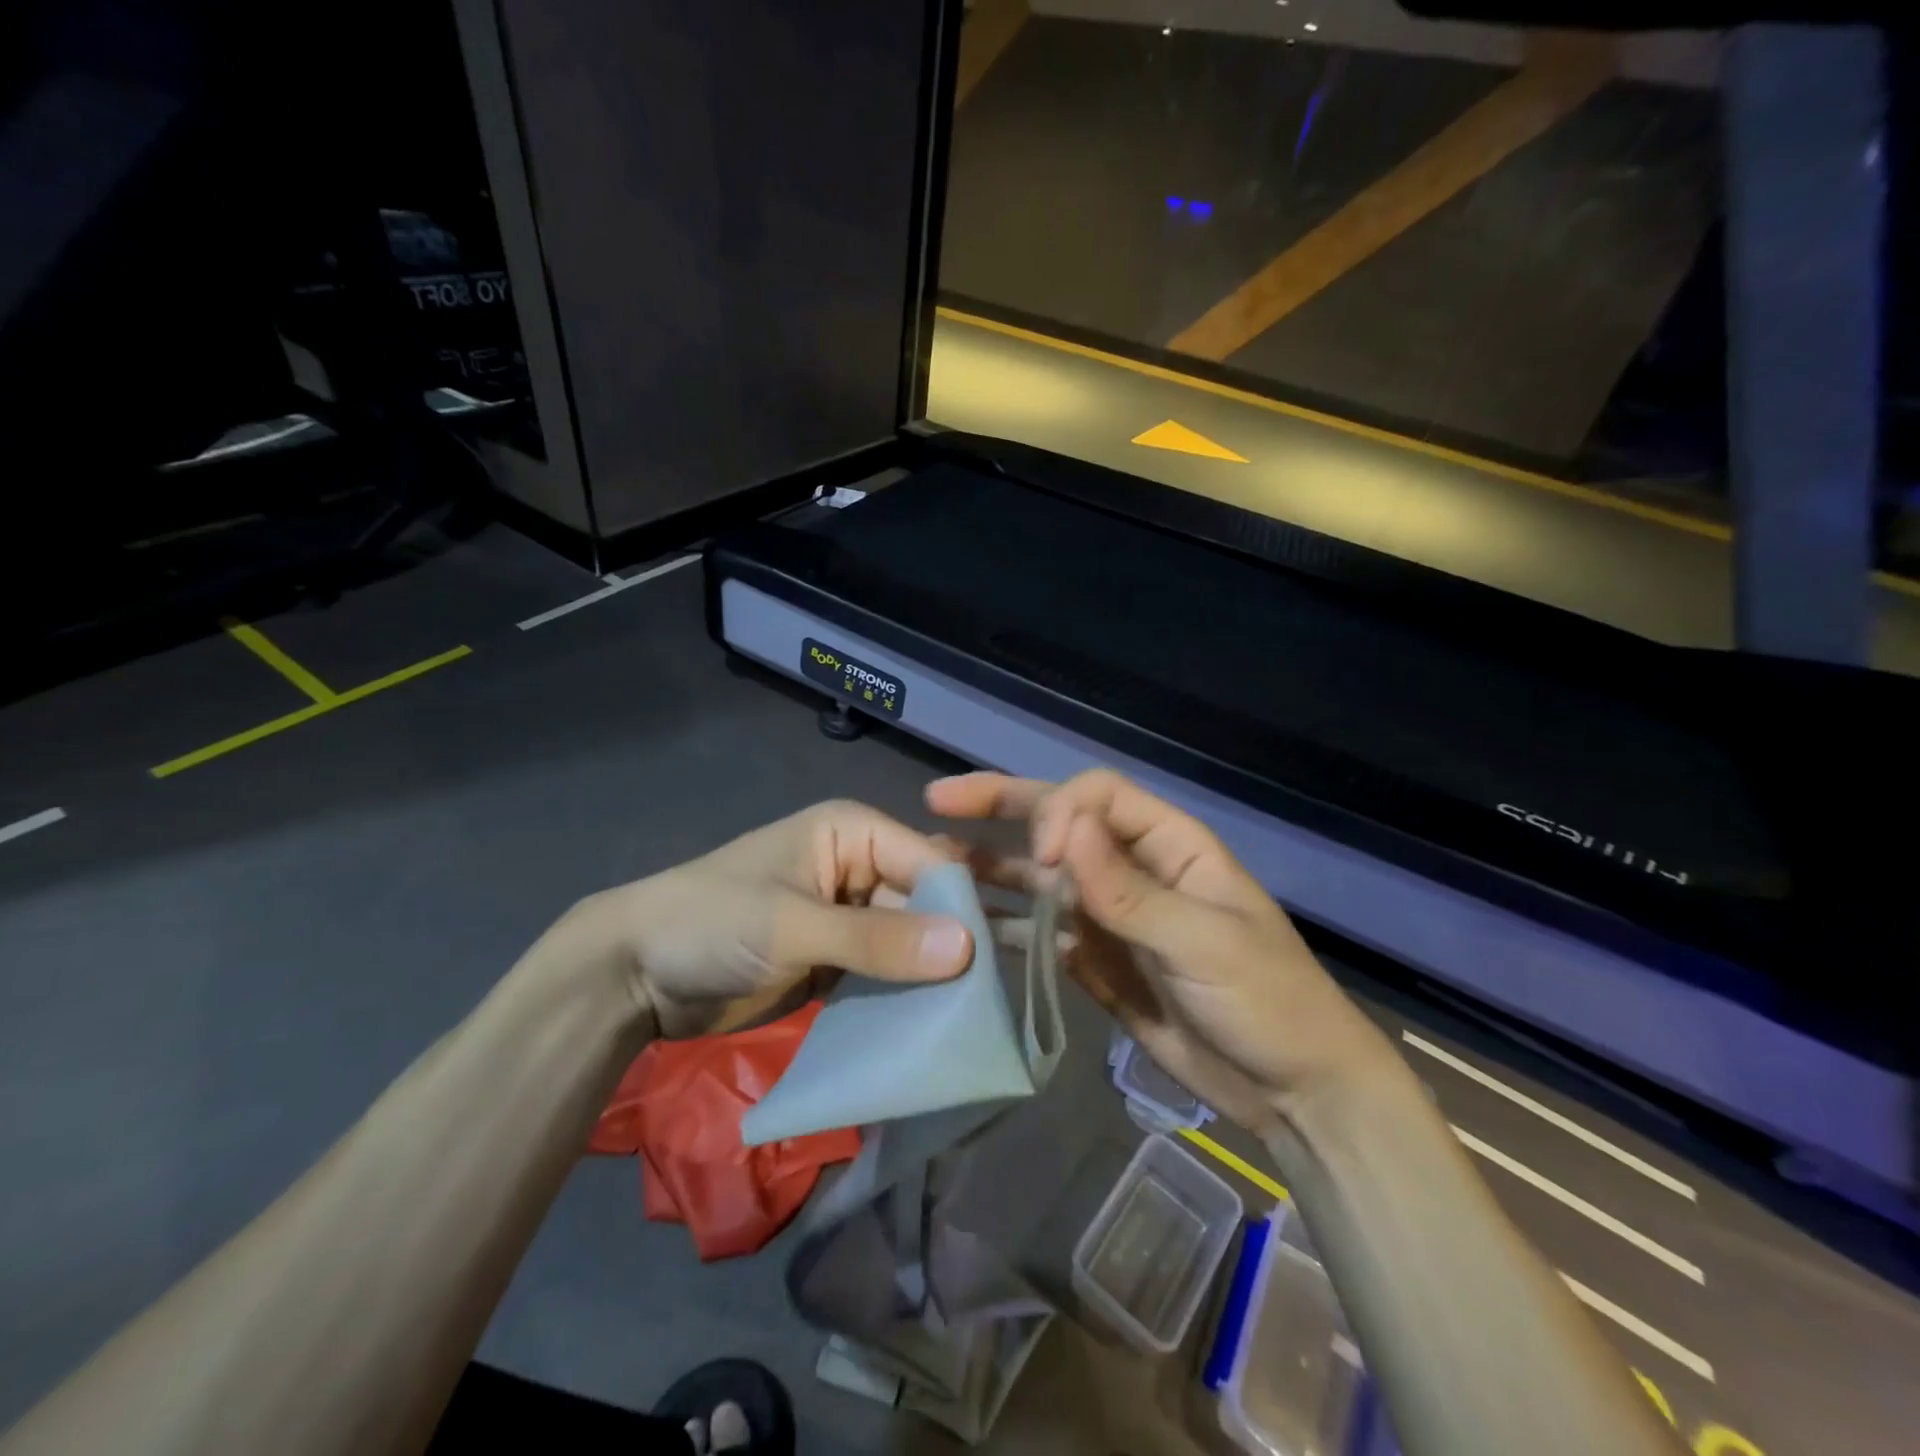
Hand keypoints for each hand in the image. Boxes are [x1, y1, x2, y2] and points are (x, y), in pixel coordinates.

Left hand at [571, 800, 974, 1037]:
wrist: (634, 972)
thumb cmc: (713, 922)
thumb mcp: (794, 926)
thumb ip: (878, 939)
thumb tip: (967, 949)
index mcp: (855, 832)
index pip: (930, 863)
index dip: (963, 908)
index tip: (999, 961)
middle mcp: (861, 868)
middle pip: (925, 905)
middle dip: (955, 946)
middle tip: (1001, 994)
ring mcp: (850, 918)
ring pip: (910, 944)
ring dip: (935, 977)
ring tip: (986, 1015)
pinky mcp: (837, 961)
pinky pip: (885, 975)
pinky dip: (905, 998)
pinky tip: (940, 1026)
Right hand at [927, 769, 1397, 1136]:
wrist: (1292, 1091)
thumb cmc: (1267, 1002)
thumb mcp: (1205, 943)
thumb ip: (1131, 889)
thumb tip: (1068, 825)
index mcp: (1168, 845)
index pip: (1098, 797)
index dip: (1061, 808)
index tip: (1044, 853)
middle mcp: (1129, 869)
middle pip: (1058, 822)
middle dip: (1000, 806)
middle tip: (938, 802)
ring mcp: (1107, 916)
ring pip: (1039, 878)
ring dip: (990, 867)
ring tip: (931, 864)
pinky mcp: (1093, 962)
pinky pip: (1040, 934)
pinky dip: (1005, 929)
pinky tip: (962, 929)